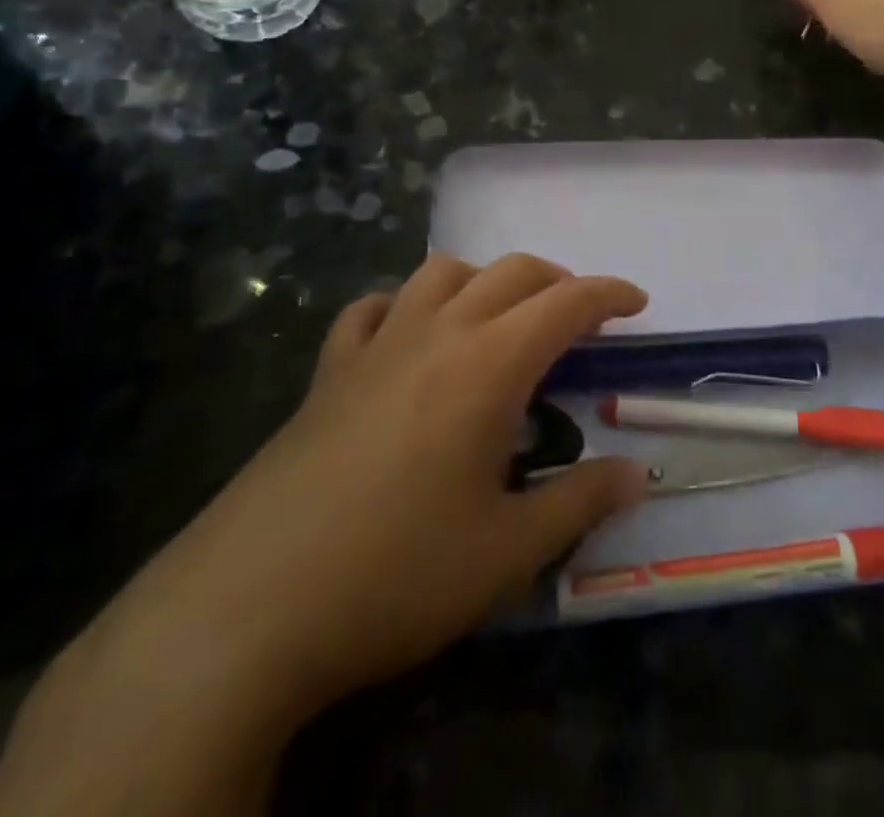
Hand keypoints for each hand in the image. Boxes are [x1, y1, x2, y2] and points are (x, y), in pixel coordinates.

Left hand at [0, 256, 650, 816]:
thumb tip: (637, 474)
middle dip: (557, 282)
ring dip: (484, 281)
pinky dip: (404, 306)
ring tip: (500, 321)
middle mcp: (437, 333)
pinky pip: (372, 309)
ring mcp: (376, 346)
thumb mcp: (508, 551)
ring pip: (441, 272)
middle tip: (579, 320)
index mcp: (489, 364)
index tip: (637, 305)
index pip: (567, 302)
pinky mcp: (327, 373)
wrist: (246, 611)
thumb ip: (580, 500)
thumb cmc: (396, 574)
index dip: (609, 294)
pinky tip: (409, 337)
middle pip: (511, 272)